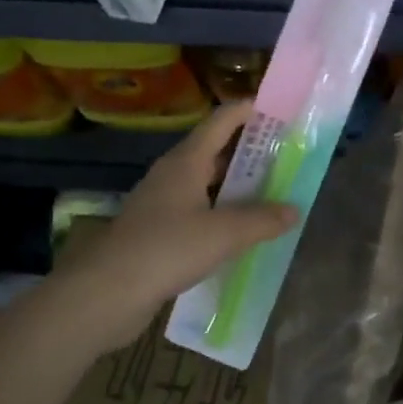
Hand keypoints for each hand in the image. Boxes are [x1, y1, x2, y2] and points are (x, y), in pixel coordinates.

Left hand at [55, 103, 297, 342]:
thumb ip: (262, 219)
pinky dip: (222, 213)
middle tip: (286, 155)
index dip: (248, 111)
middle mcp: (172, 176)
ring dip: (237, 185)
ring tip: (272, 191)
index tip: (279, 109)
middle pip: (215, 151)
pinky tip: (242, 230)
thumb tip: (295, 210)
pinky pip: (198, 212)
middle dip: (249, 150)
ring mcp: (162, 204)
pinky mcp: (158, 232)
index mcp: (186, 162)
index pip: (220, 122)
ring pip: (207, 184)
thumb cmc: (167, 249)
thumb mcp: (224, 233)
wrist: (107, 293)